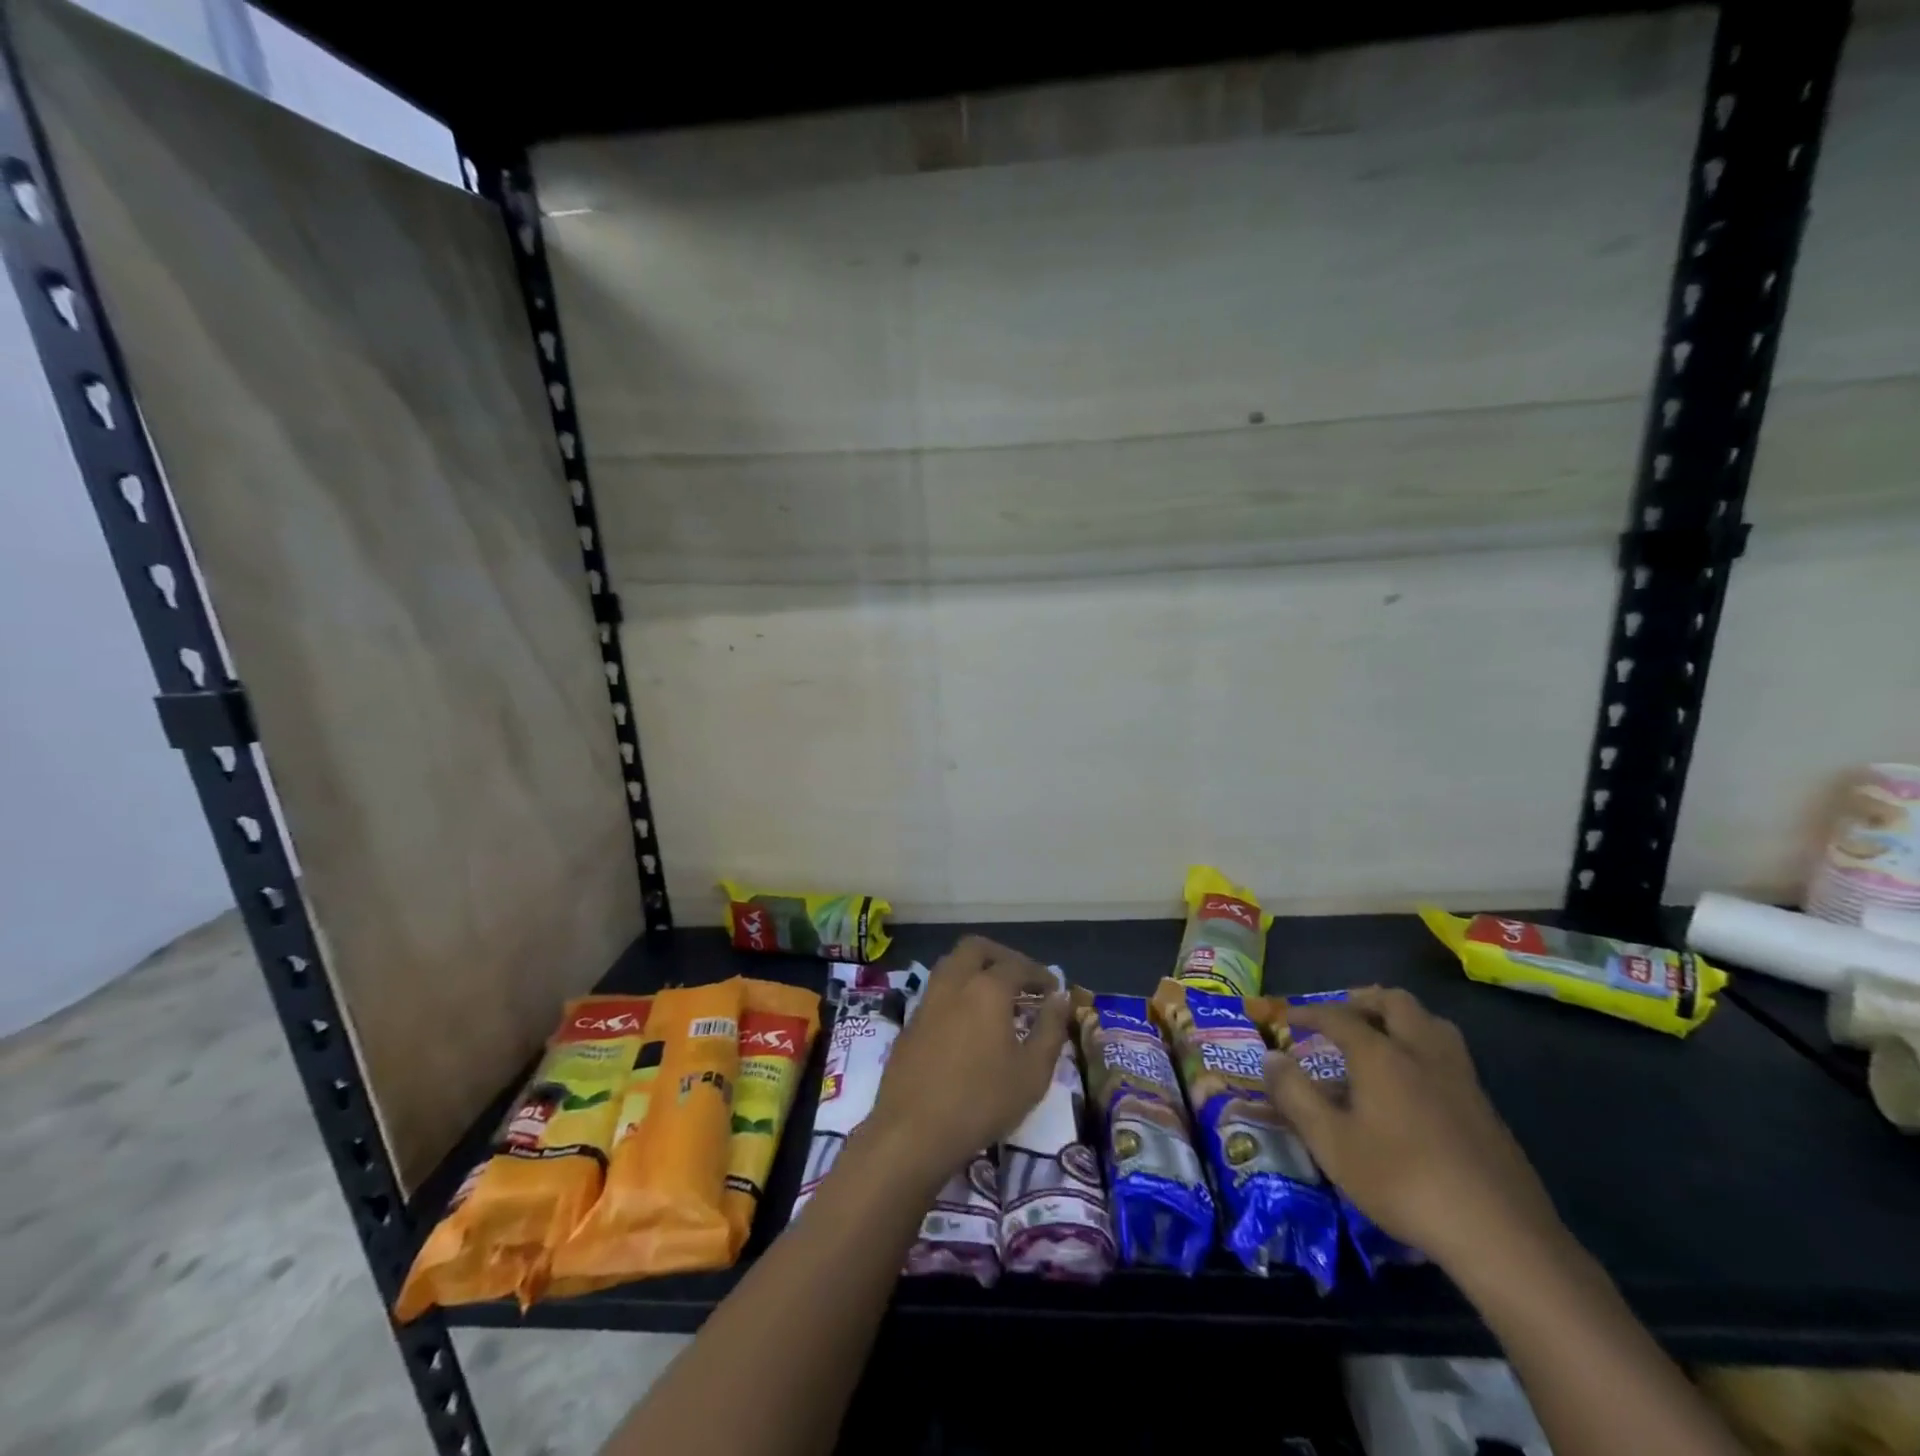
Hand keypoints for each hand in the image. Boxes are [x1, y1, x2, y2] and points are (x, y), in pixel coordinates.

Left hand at [866, 936, 1068, 1185]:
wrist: (912, 1132)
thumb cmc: (981, 1101)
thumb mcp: (1032, 1072)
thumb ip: (1050, 1029)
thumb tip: (1060, 998)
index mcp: (986, 988)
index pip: (1018, 965)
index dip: (1040, 973)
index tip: (1054, 989)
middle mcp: (954, 983)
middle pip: (976, 949)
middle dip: (1002, 956)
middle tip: (1021, 979)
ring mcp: (927, 1001)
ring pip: (951, 965)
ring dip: (976, 970)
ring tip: (996, 998)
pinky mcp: (910, 1023)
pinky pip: (937, 991)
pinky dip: (957, 993)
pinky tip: (968, 1023)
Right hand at [1264, 987, 1562, 1273]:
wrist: (1500, 1234)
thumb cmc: (1402, 1181)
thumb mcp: (1331, 1142)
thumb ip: (1295, 1095)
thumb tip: (1270, 1057)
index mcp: (1381, 1054)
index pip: (1338, 1016)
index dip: (1308, 1012)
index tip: (1286, 1016)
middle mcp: (1421, 1052)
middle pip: (1395, 1003)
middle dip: (1363, 1000)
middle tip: (1341, 1015)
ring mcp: (1460, 1078)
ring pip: (1432, 1023)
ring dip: (1402, 1018)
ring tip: (1381, 1037)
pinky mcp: (1486, 1108)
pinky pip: (1449, 1055)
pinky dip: (1424, 1048)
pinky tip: (1415, 1084)